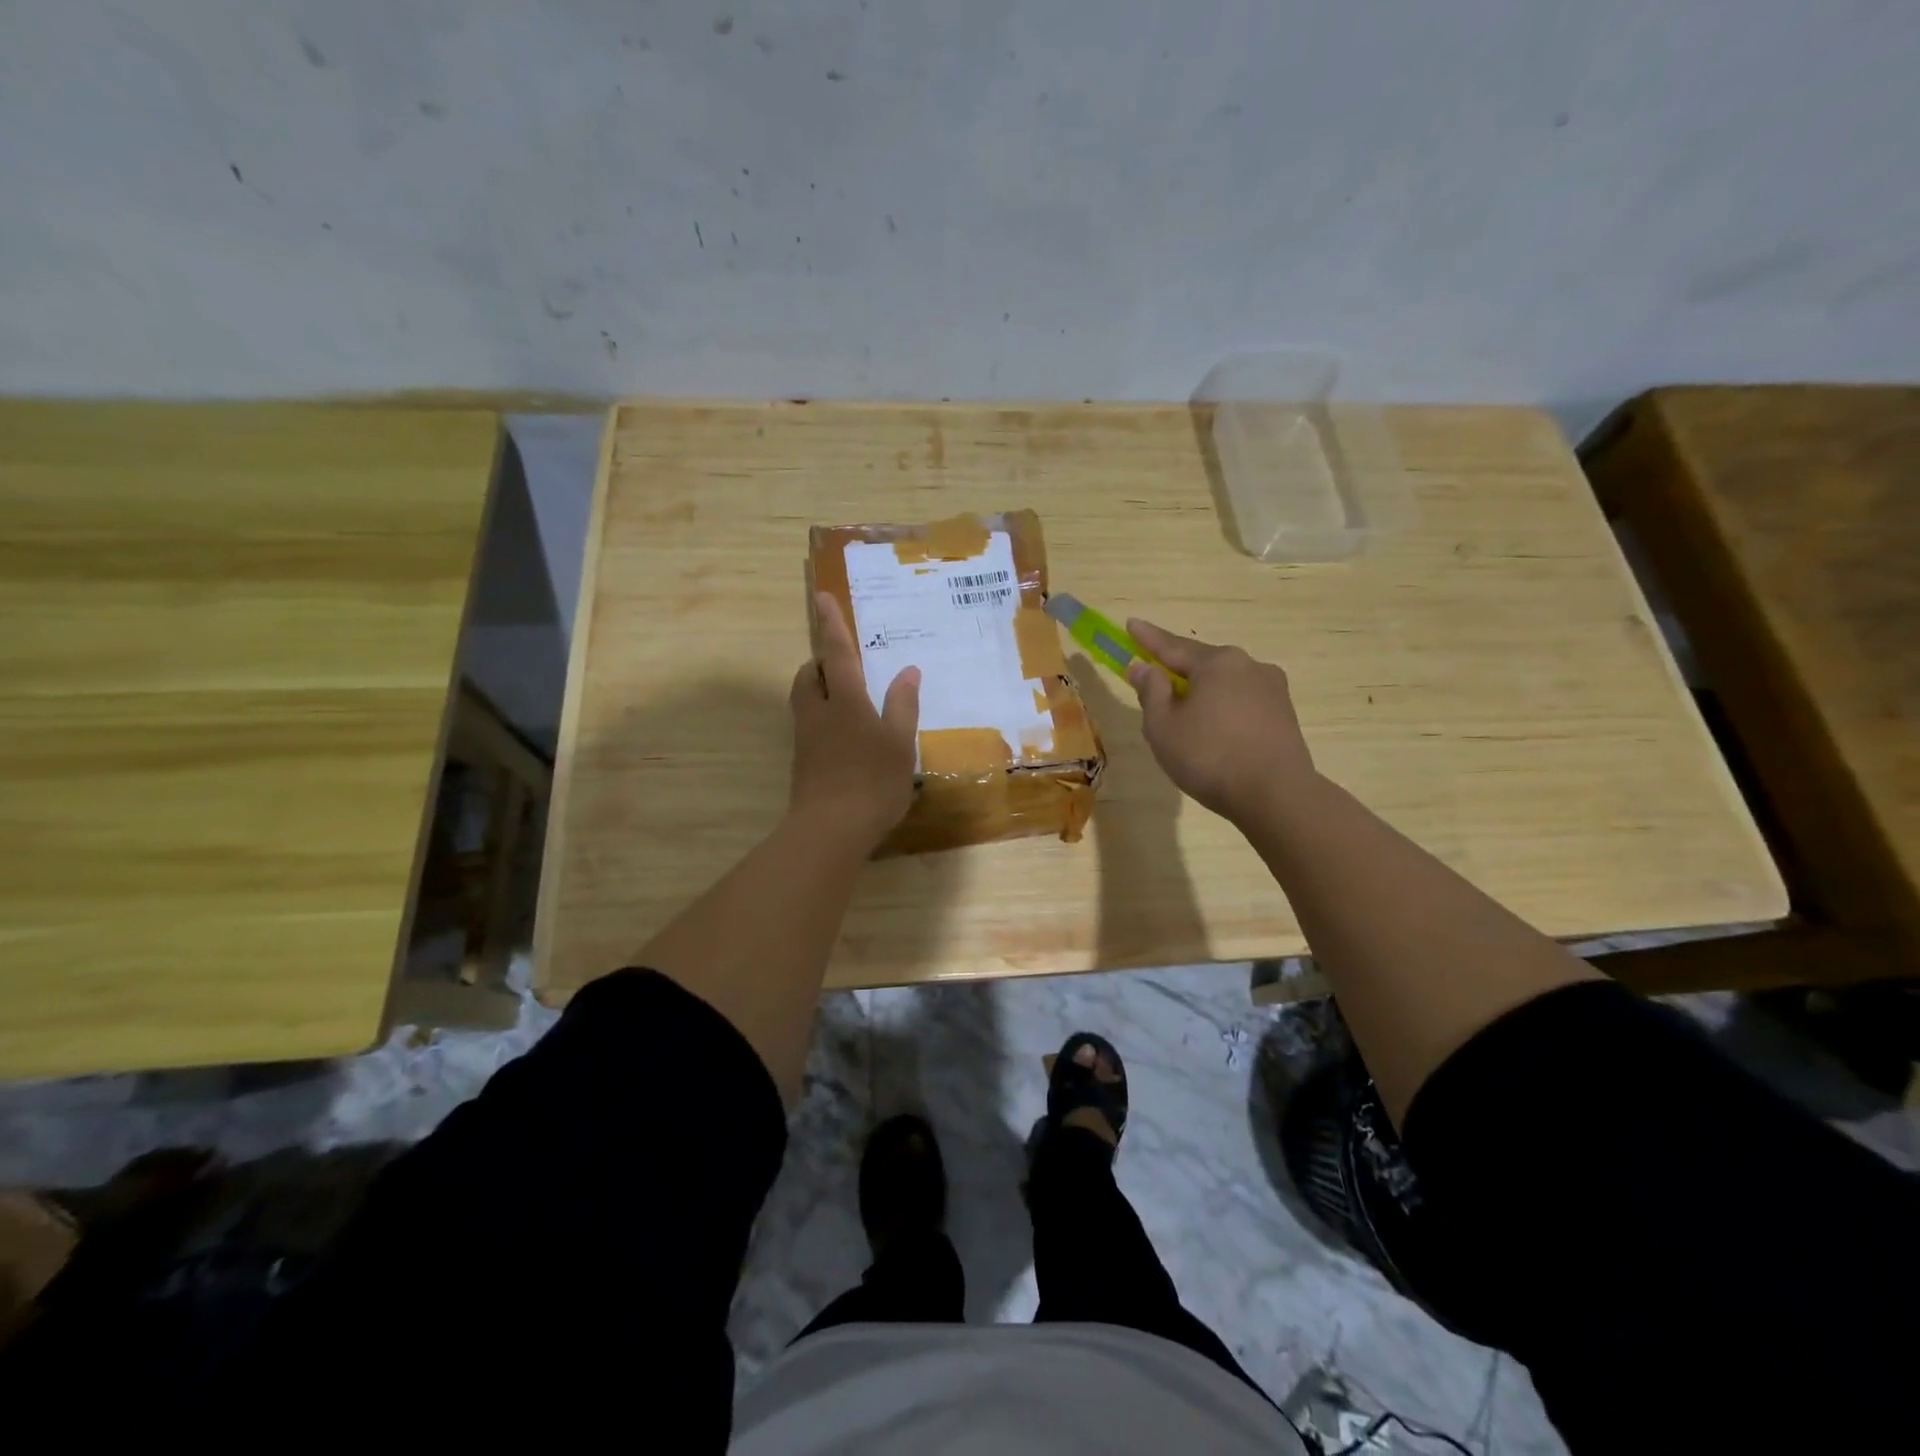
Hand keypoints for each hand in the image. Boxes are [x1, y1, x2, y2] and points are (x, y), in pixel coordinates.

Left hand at [789, 592, 920, 850]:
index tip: (822, 597)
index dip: (832, 624)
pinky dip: (825, 717)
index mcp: (845, 700)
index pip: (838, 653)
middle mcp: (818, 712)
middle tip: (845, 664)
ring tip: (850, 698)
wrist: (830, 830)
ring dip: (821, 688)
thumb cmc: (872, 781)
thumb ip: (902, 705)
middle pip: (810, 675)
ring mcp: (806, 738)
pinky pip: (810, 724)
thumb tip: (908, 671)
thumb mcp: (899, 743)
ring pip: (806, 699)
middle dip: (822, 662)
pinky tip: (849, 737)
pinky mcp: (803, 762)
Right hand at [1123, 619, 1315, 823]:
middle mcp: (1249, 666)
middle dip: (1177, 669)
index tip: (1131, 624)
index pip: (1172, 646)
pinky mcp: (1284, 715)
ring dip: (1202, 692)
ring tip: (1184, 713)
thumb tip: (1143, 667)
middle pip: (1203, 663)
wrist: (1276, 795)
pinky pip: (1242, 702)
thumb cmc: (1209, 756)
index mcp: (1217, 662)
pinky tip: (1213, 729)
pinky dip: (1222, 709)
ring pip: (1225, 684)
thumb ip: (1151, 692)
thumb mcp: (1163, 726)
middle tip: (1154, 676)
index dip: (1147, 638)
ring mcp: (1272, 689)